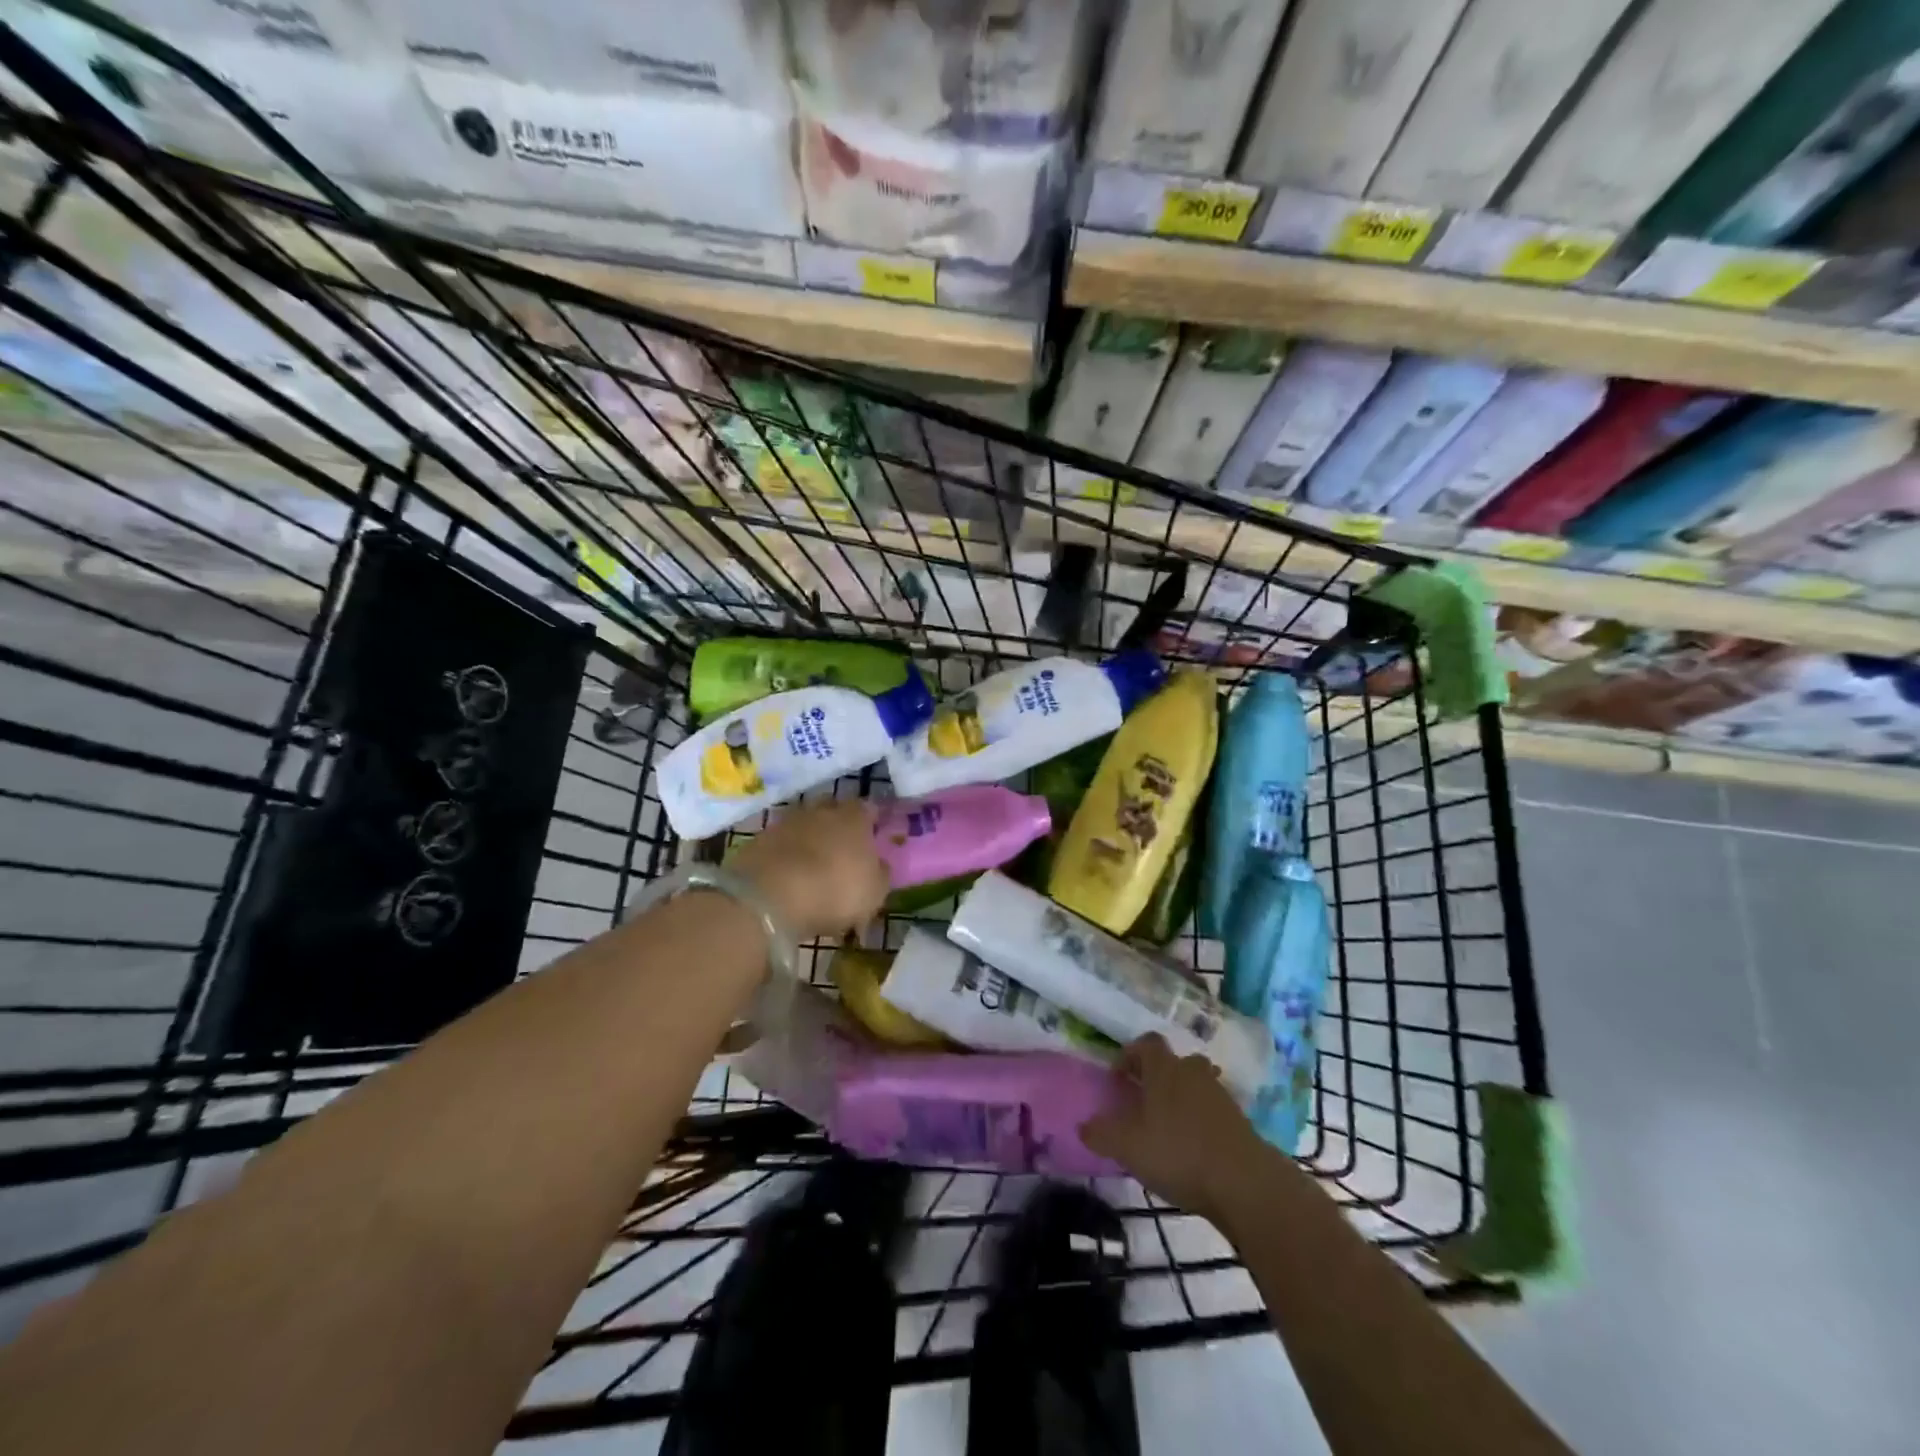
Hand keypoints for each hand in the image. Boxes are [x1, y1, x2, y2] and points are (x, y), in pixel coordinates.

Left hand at [730, 799, 888, 940]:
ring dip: (810, 843)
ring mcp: (787, 821)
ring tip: (813, 870)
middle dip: (838, 828)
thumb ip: (880, 874)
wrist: (770, 897)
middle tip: (843, 854)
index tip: (873, 841)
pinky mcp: (759, 839)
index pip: (868, 810)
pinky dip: (787, 857)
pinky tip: (788, 878)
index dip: (871, 824)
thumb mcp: (874, 892)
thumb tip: (880, 865)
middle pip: (834, 812)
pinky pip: (781, 845)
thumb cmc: (835, 890)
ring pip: (806, 827)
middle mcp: (821, 810)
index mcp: (854, 816)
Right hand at [1080, 1034, 1269, 1223]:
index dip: (1130, 1055)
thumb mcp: (1127, 1146)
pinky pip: (1213, 1112)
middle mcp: (1193, 1072)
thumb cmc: (1178, 1153)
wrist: (1245, 1183)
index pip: (1146, 1043)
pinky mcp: (1240, 1122)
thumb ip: (1101, 1134)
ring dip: (1182, 1100)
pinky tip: (1192, 1151)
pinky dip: (1201, 1123)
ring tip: (1167, 1129)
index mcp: (1164, 1068)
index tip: (1119, 1078)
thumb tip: (1083, 1126)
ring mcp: (1220, 1096)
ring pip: (1196, 1085)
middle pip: (1174, 1062)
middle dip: (1158, 1077)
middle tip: (1144, 1102)